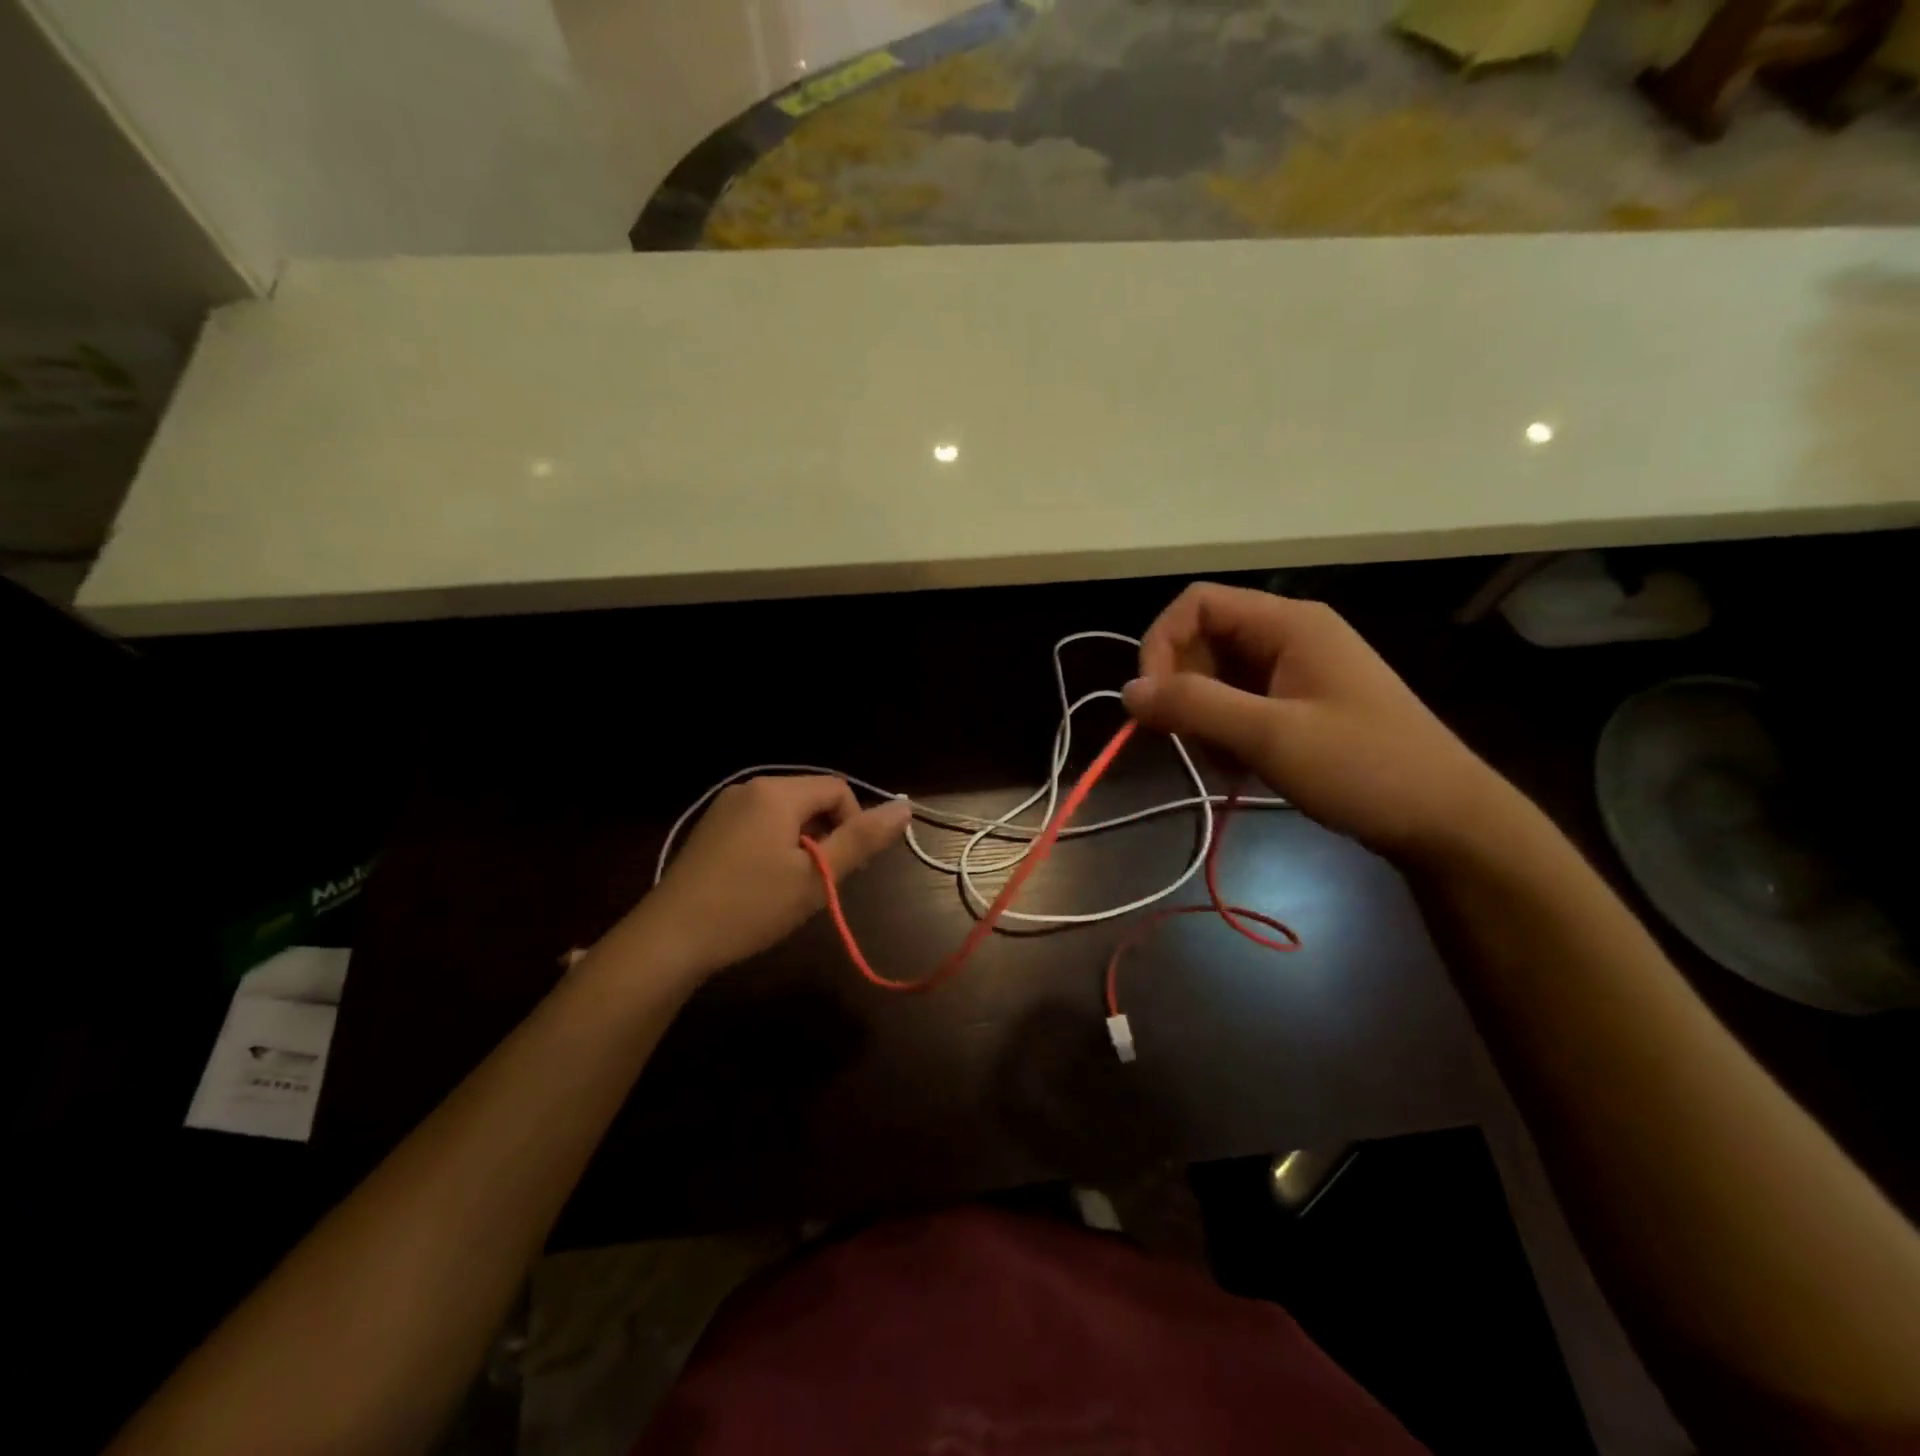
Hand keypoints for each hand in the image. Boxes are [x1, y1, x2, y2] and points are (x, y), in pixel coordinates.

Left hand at [624, 776, 910, 978]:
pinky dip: (775, 848)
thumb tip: (906, 806)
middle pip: (811, 800)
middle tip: (819, 883)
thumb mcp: (816, 877)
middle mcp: (750, 788)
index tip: (843, 869)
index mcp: (777, 792)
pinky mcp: (710, 830)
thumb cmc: (750, 906)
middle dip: (827, 836)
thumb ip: (862, 840)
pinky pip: (760, 826)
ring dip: (802, 845)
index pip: (838, 790)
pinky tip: (762, 886)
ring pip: (786, 816)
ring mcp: (725, 807)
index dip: (853, 825)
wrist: (669, 939)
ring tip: (792, 888)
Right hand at [1122, 583, 1523, 863]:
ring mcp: (1295, 670)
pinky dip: (1225, 731)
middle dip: (1184, 689)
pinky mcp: (1299, 703)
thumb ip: (1194, 706)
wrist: (1445, 820)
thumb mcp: (1270, 736)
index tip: (1151, 700)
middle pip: (1203, 639)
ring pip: (1217, 675)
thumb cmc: (1363, 767)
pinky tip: (1241, 765)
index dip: (1161, 644)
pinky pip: (1239, 702)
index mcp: (1288, 623)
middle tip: (1191, 739)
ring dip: (1203, 717)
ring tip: (1225, 760)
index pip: (1197, 604)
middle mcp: (1289, 635)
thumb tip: (1128, 691)